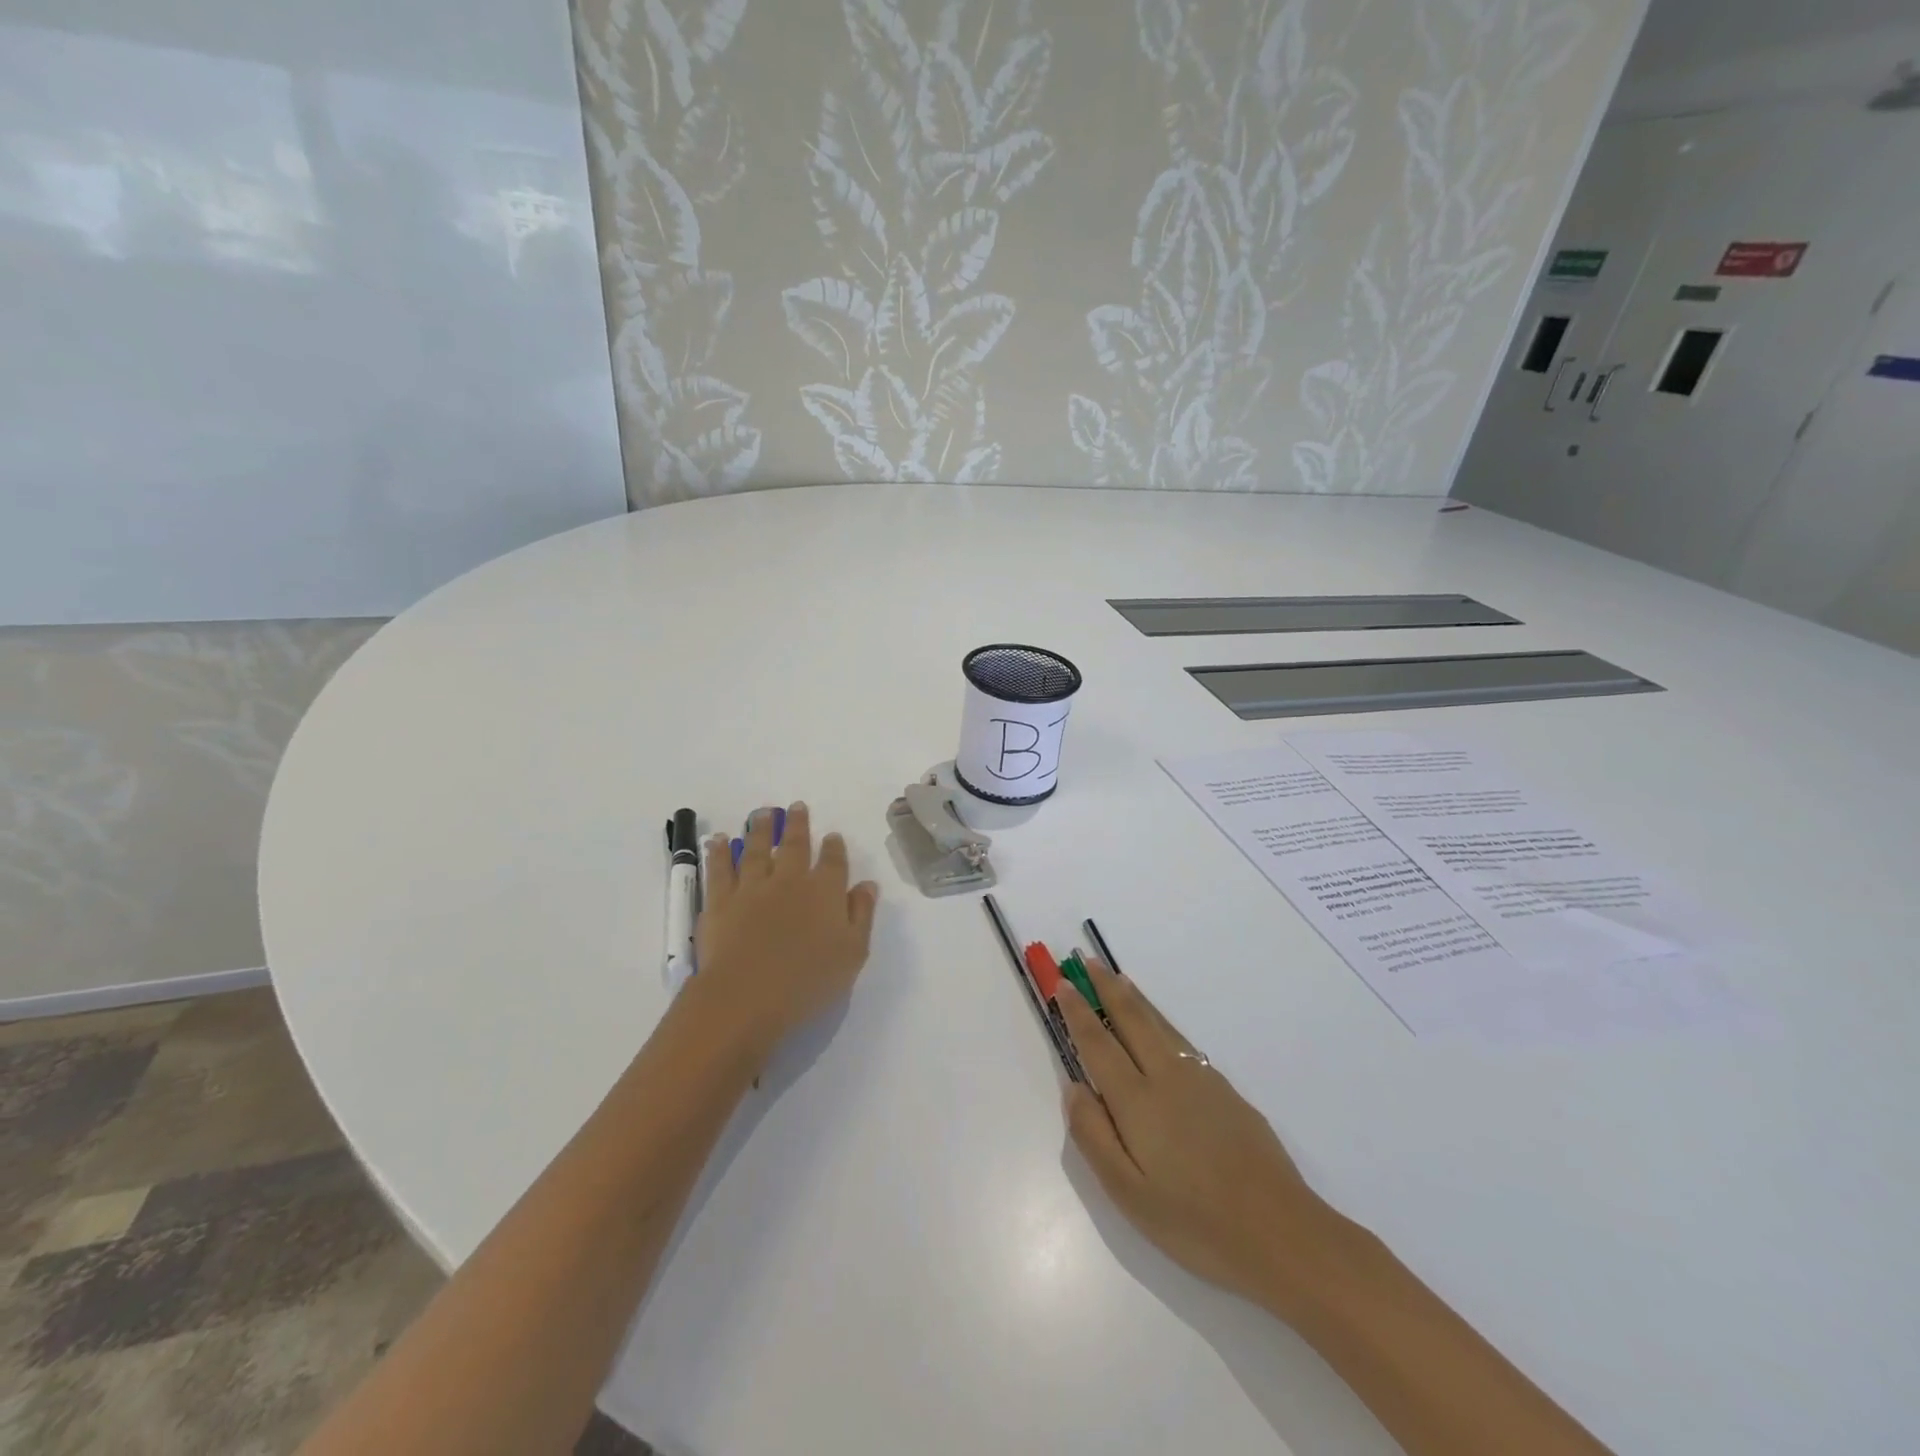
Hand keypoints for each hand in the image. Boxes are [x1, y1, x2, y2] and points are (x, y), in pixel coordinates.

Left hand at [688, 803, 878, 1064]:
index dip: (834, 847)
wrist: (747, 996)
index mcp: (825, 892)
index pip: (833, 862)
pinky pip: (720, 869)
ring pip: (757, 850)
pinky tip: (719, 840)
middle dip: (798, 824)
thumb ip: (861, 915)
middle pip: (795, 846)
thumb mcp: (853, 953)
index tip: (832, 836)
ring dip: (761, 829)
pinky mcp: (720, 901)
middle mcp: (790, 880)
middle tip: (796, 806)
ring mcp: (752, 887)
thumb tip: (867, 885)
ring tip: (762, 812)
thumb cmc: (808, 982)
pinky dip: (719, 852)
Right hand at [1056, 959, 1336, 1307]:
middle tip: (1086, 963)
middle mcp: (1167, 1077)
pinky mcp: (1227, 1091)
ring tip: (1119, 978)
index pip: (1098, 1043)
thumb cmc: (1196, 1222)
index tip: (1062, 984)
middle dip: (1106, 988)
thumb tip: (1074, 1087)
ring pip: (1160, 1025)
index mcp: (1137, 1101)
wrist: (1283, 1233)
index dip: (1078, 1012)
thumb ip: (1093, 1136)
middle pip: (1131, 1019)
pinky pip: (1182, 1041)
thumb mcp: (1128, 1194)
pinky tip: (1161, 1028)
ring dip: (1135, 998)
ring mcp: (1201, 1080)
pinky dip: (1161, 1021)